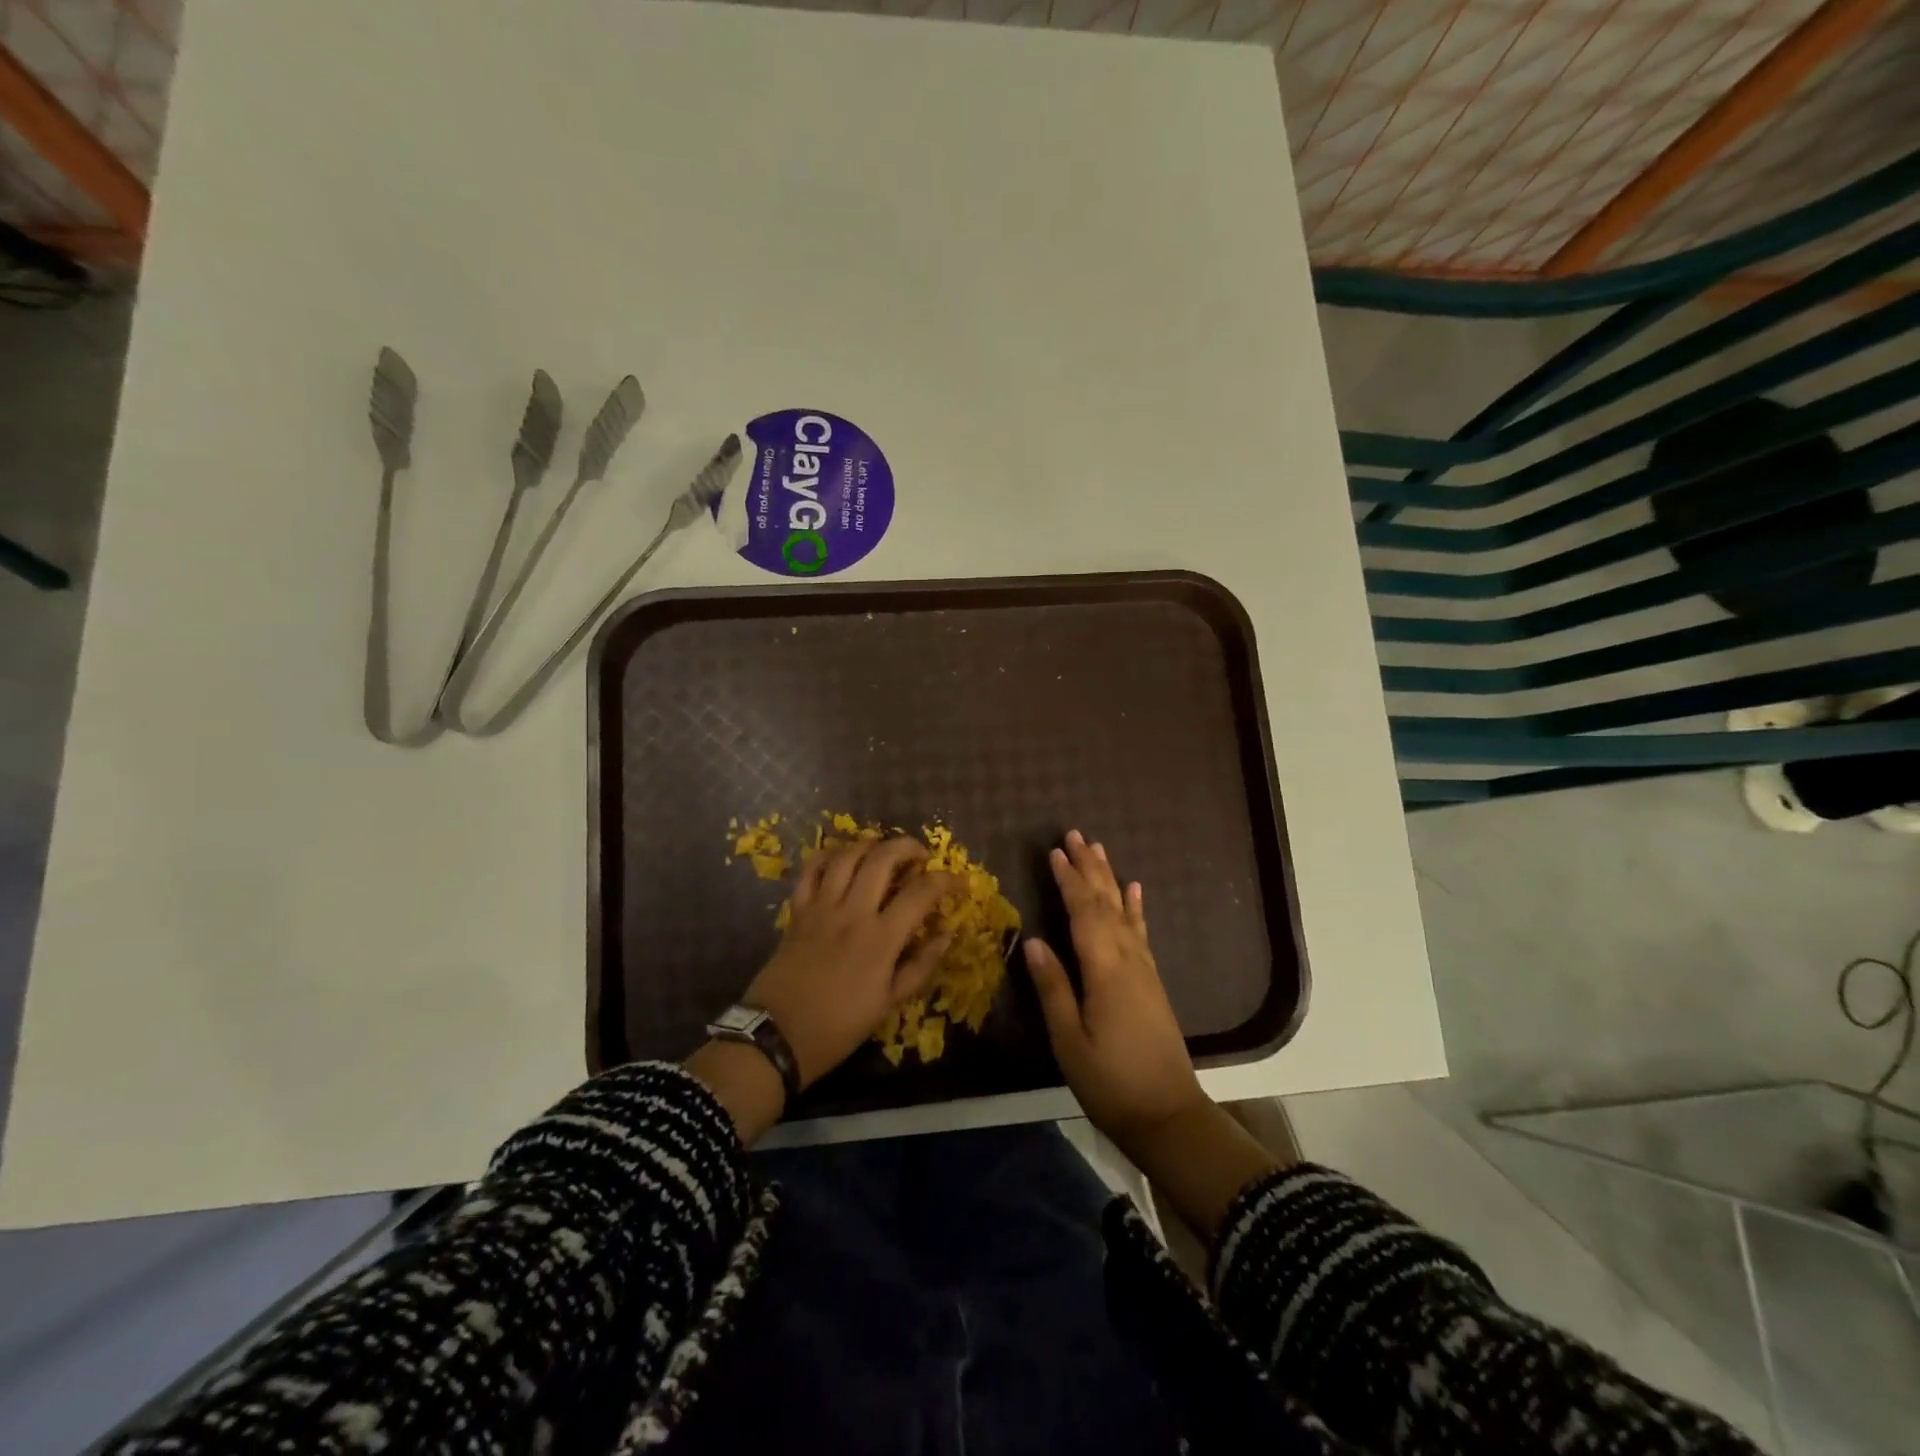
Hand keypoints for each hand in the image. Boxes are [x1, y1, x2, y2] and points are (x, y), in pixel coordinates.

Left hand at [740, 836, 959, 1088]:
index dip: (946, 881)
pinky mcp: (798, 910)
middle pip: (883, 858)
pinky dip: (828, 856)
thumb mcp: (888, 1003)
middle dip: (908, 847)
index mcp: (881, 938)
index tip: (959, 882)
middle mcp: (853, 912)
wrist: (777, 1035)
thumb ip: (920, 966)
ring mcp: (821, 907)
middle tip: (921, 855)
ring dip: (870, 845)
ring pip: (847, 855)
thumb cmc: (839, 1026)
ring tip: (884, 852)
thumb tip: (946, 935)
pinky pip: (812, 869)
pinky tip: (842, 859)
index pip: (921, 893)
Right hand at [1024, 830, 1206, 1143]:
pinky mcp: (1151, 981)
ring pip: (1124, 911)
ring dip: (1110, 879)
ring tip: (1099, 850)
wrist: (1168, 1115)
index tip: (1054, 851)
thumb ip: (1053, 987)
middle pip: (1106, 903)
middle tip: (1075, 835)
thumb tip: (1034, 940)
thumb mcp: (1070, 1040)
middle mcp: (1128, 959)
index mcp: (1105, 970)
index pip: (1083, 913)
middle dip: (1089, 868)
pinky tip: (1134, 891)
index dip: (1068, 880)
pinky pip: (1141, 932)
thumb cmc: (1111, 1082)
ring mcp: (1144, 969)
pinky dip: (1135, 908)